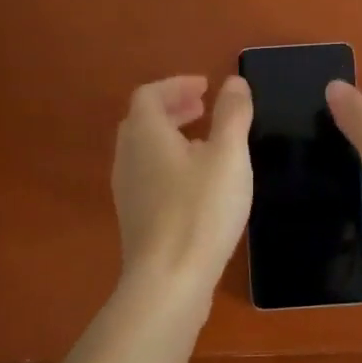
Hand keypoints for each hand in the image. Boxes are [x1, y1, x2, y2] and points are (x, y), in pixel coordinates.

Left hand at [112, 75, 252, 294]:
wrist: (169, 280)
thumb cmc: (201, 210)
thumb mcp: (228, 156)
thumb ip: (232, 114)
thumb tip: (234, 82)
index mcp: (146, 134)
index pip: (150, 94)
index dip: (177, 84)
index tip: (206, 88)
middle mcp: (128, 157)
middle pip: (143, 121)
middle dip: (174, 108)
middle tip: (204, 108)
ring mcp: (127, 190)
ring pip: (144, 150)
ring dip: (172, 137)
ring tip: (205, 143)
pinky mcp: (135, 218)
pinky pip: (148, 175)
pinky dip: (169, 164)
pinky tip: (197, 184)